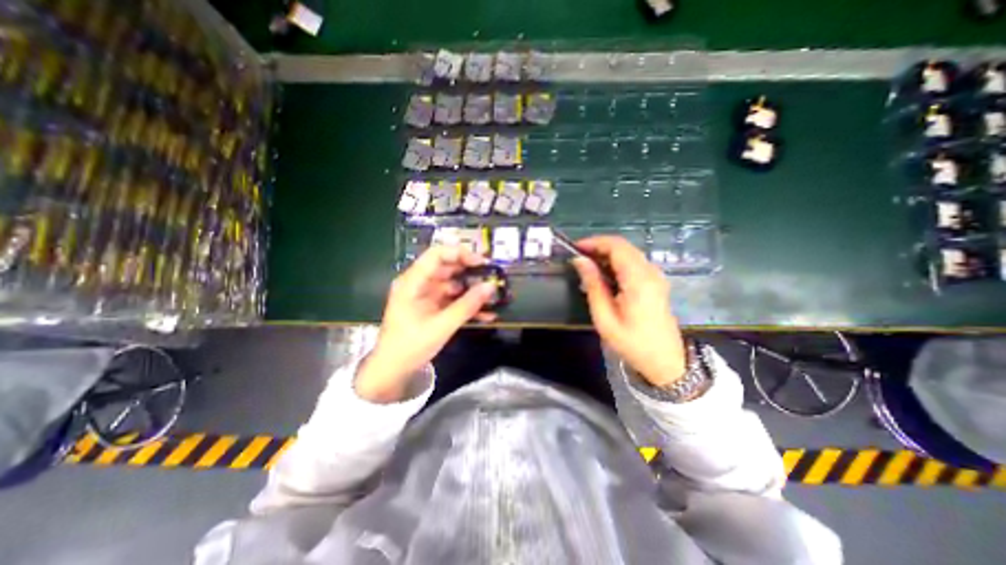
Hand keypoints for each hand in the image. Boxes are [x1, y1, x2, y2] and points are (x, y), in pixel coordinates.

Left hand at [354, 246, 496, 402]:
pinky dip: (467, 304)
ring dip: (472, 290)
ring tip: (493, 296)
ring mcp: (427, 296)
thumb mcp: (441, 326)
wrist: (392, 371)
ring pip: (454, 284)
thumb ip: (467, 305)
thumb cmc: (410, 346)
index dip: (460, 253)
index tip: (482, 262)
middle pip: (448, 267)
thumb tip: (490, 286)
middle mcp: (419, 284)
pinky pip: (453, 300)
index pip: (437, 255)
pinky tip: (486, 313)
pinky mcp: (433, 307)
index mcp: (413, 282)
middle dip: (471, 272)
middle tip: (492, 278)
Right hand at [569, 235, 688, 387]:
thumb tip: (580, 261)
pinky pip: (634, 263)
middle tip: (578, 258)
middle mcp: (650, 271)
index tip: (575, 248)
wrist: (665, 361)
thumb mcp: (605, 317)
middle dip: (599, 246)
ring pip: (629, 252)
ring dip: (607, 254)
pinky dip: (617, 262)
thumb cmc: (632, 342)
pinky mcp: (656, 282)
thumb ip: (593, 285)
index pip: (617, 246)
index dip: (594, 242)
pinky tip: (604, 274)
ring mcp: (656, 276)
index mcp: (638, 279)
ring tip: (587, 266)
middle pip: (623, 246)